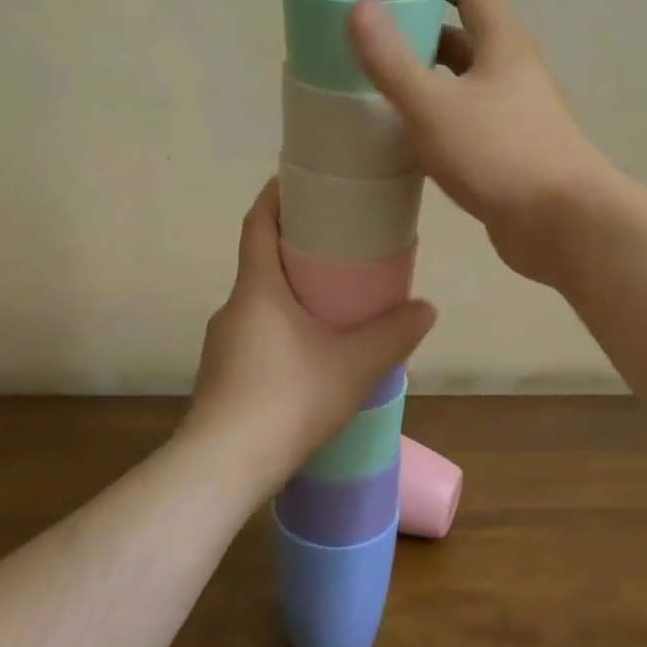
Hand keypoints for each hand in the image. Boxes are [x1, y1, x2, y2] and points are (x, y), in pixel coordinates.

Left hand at [188, 180, 435, 489]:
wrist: (223, 467)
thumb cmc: (288, 399)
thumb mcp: (353, 365)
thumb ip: (393, 334)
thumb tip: (426, 308)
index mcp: (256, 289)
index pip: (257, 224)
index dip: (274, 197)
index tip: (295, 180)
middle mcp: (232, 309)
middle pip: (259, 263)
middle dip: (293, 249)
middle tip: (335, 248)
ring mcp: (221, 345)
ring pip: (258, 304)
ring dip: (288, 295)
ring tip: (329, 306)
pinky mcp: (220, 376)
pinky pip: (254, 336)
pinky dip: (279, 330)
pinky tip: (307, 358)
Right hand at [349, 0, 614, 285]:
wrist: (563, 224)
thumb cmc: (500, 155)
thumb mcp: (435, 105)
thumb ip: (393, 61)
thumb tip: (361, 7)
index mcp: (504, 46)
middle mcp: (514, 73)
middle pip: (469, 36)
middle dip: (426, 29)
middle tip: (380, 35)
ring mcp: (516, 114)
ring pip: (468, 82)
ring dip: (432, 76)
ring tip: (385, 83)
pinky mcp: (511, 151)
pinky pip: (468, 119)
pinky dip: (439, 115)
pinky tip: (411, 135)